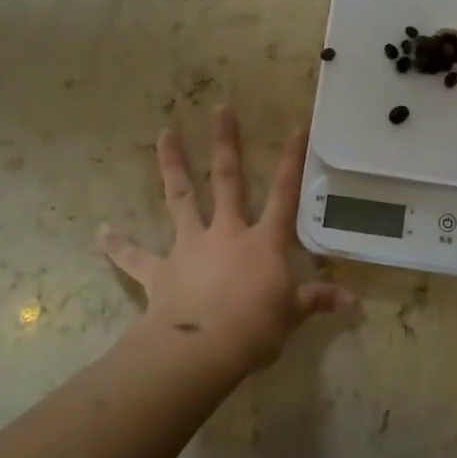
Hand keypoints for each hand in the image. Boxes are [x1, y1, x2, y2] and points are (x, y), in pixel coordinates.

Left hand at [99, 108, 351, 373]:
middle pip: (227, 180)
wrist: (202, 349)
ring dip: (172, 165)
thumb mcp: (291, 316)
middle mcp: (226, 233)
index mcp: (262, 242)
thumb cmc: (255, 329)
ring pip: (181, 198)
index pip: (284, 194)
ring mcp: (190, 247)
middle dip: (225, 143)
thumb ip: (318, 302)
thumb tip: (355, 304)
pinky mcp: (161, 271)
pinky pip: (136, 257)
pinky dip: (118, 246)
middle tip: (220, 108)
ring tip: (164, 133)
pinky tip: (101, 233)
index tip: (296, 127)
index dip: (292, 162)